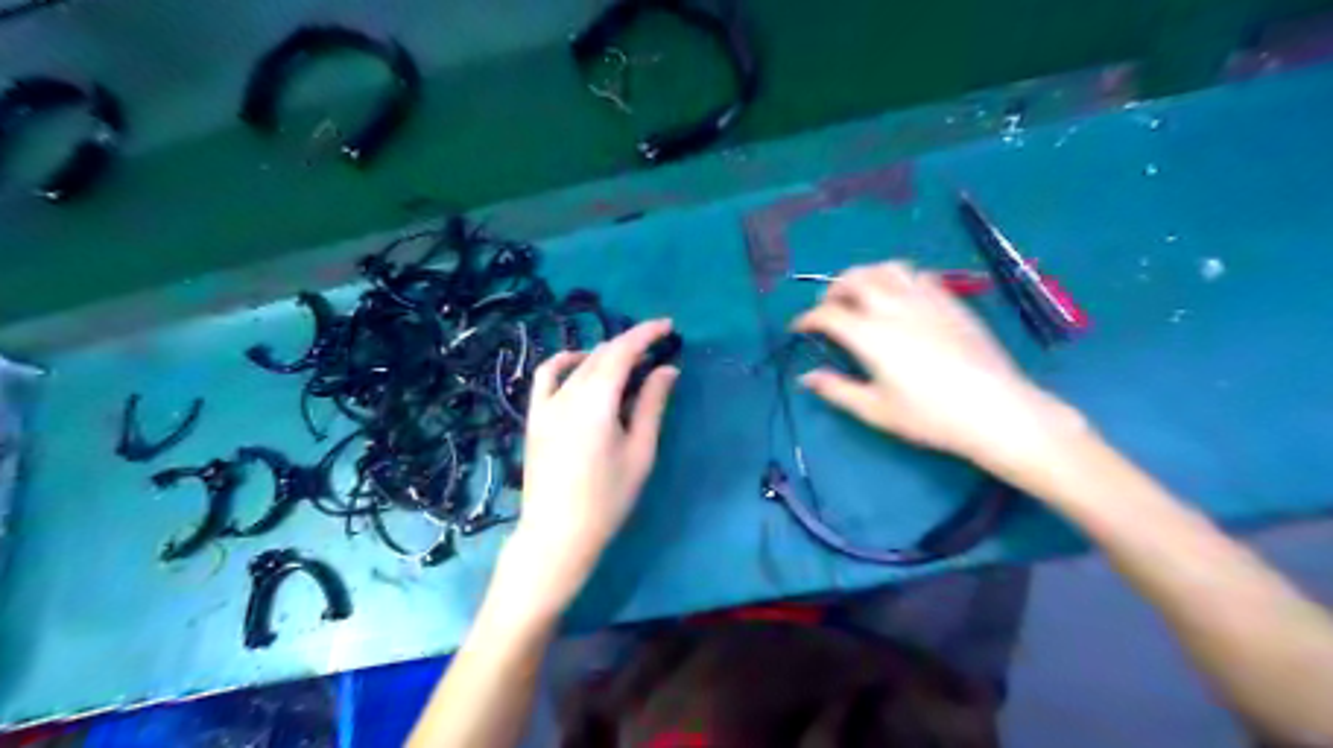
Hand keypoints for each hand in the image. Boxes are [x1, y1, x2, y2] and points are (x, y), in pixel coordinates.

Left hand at [507, 317, 680, 617]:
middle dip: (631, 343)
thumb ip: (652, 405)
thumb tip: (667, 370)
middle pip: (602, 354)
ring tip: (628, 361)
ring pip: (579, 363)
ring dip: (605, 354)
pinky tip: (581, 365)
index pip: (622, 351)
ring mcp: (546, 404)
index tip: (669, 326)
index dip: (646, 333)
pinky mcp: (535, 417)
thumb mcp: (640, 452)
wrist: (557, 534)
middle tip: (657, 347)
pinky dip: (565, 362)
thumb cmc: (607, 499)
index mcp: (596, 400)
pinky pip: (547, 376)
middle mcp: (568, 393)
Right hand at [791, 262, 1081, 472]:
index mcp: (870, 335)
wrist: (995, 410)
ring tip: (861, 294)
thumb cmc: (930, 416)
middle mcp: (894, 308)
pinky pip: (919, 276)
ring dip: (865, 276)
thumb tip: (807, 377)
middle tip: (828, 308)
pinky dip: (899, 279)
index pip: (828, 314)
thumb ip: (837, 390)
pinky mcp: (951, 302)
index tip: (799, 328)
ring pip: (887, 268)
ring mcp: (926, 300)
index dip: (807, 319)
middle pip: (854, 279)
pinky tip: (901, 297)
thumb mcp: (876, 410)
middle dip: (833, 289)